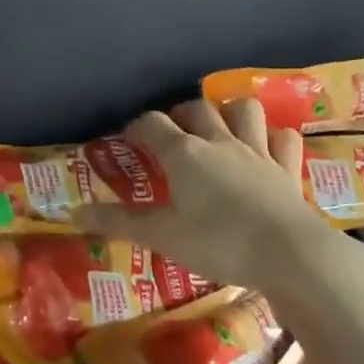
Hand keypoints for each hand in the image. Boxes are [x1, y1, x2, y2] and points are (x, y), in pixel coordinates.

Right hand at [74, 98, 363, 290]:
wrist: (290, 255)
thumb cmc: (218, 242)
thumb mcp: (162, 236)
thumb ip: (119, 222)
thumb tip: (73, 214)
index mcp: (184, 154)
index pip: (152, 123)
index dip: (137, 127)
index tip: (129, 140)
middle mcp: (219, 142)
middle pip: (196, 109)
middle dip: (181, 114)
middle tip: (172, 136)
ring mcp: (258, 152)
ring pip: (244, 110)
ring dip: (230, 113)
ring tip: (219, 130)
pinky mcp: (288, 169)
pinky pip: (283, 138)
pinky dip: (272, 138)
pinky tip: (265, 149)